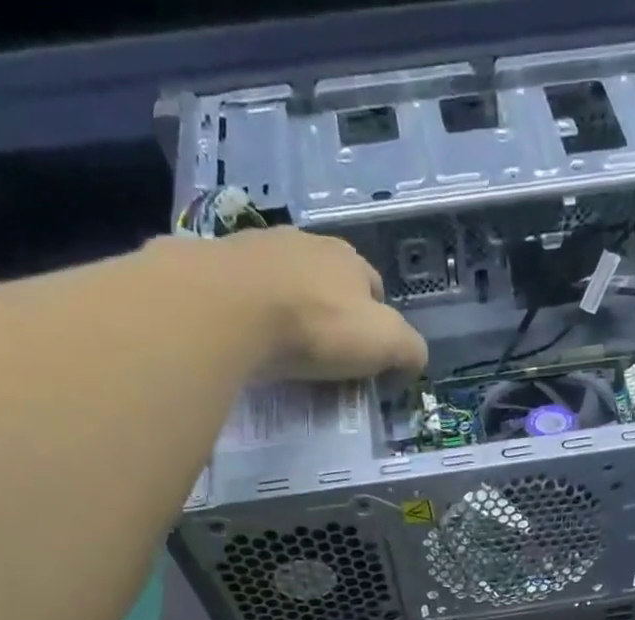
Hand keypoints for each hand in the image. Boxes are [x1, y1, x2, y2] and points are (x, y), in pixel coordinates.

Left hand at [163, 228, 426, 380]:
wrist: (232, 306)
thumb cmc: (319, 325)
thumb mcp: (385, 343)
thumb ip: (410, 350)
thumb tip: (414, 360)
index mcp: (351, 260)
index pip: (375, 290)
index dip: (377, 325)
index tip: (368, 360)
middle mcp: (308, 244)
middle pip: (330, 283)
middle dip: (333, 315)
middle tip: (328, 357)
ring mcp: (260, 249)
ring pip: (288, 284)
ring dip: (292, 310)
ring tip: (287, 350)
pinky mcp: (221, 265)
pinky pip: (249, 294)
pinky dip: (255, 314)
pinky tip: (254, 340)